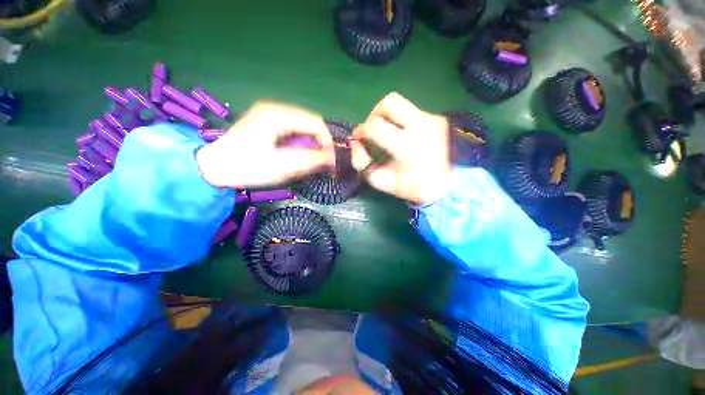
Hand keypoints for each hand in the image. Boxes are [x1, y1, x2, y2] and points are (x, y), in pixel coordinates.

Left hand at [196, 101, 334, 187]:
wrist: (214, 167)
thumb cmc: (247, 167)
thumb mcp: (282, 166)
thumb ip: (310, 160)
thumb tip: (333, 157)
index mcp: (278, 115)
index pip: (316, 122)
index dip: (327, 141)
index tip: (330, 160)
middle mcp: (275, 109)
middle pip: (310, 122)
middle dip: (320, 142)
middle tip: (322, 162)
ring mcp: (270, 114)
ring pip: (303, 126)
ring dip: (311, 143)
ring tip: (310, 160)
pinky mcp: (267, 122)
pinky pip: (293, 129)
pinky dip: (301, 142)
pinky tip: (297, 154)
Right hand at [350, 92, 450, 204]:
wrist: (452, 183)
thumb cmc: (415, 186)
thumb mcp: (383, 182)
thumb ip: (363, 164)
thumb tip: (355, 144)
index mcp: (407, 145)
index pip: (375, 127)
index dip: (361, 131)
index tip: (358, 139)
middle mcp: (420, 125)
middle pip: (390, 102)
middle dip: (374, 114)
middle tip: (373, 130)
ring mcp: (431, 118)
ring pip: (401, 103)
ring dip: (386, 115)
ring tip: (386, 132)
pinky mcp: (437, 117)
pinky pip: (411, 112)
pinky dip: (400, 121)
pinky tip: (403, 136)